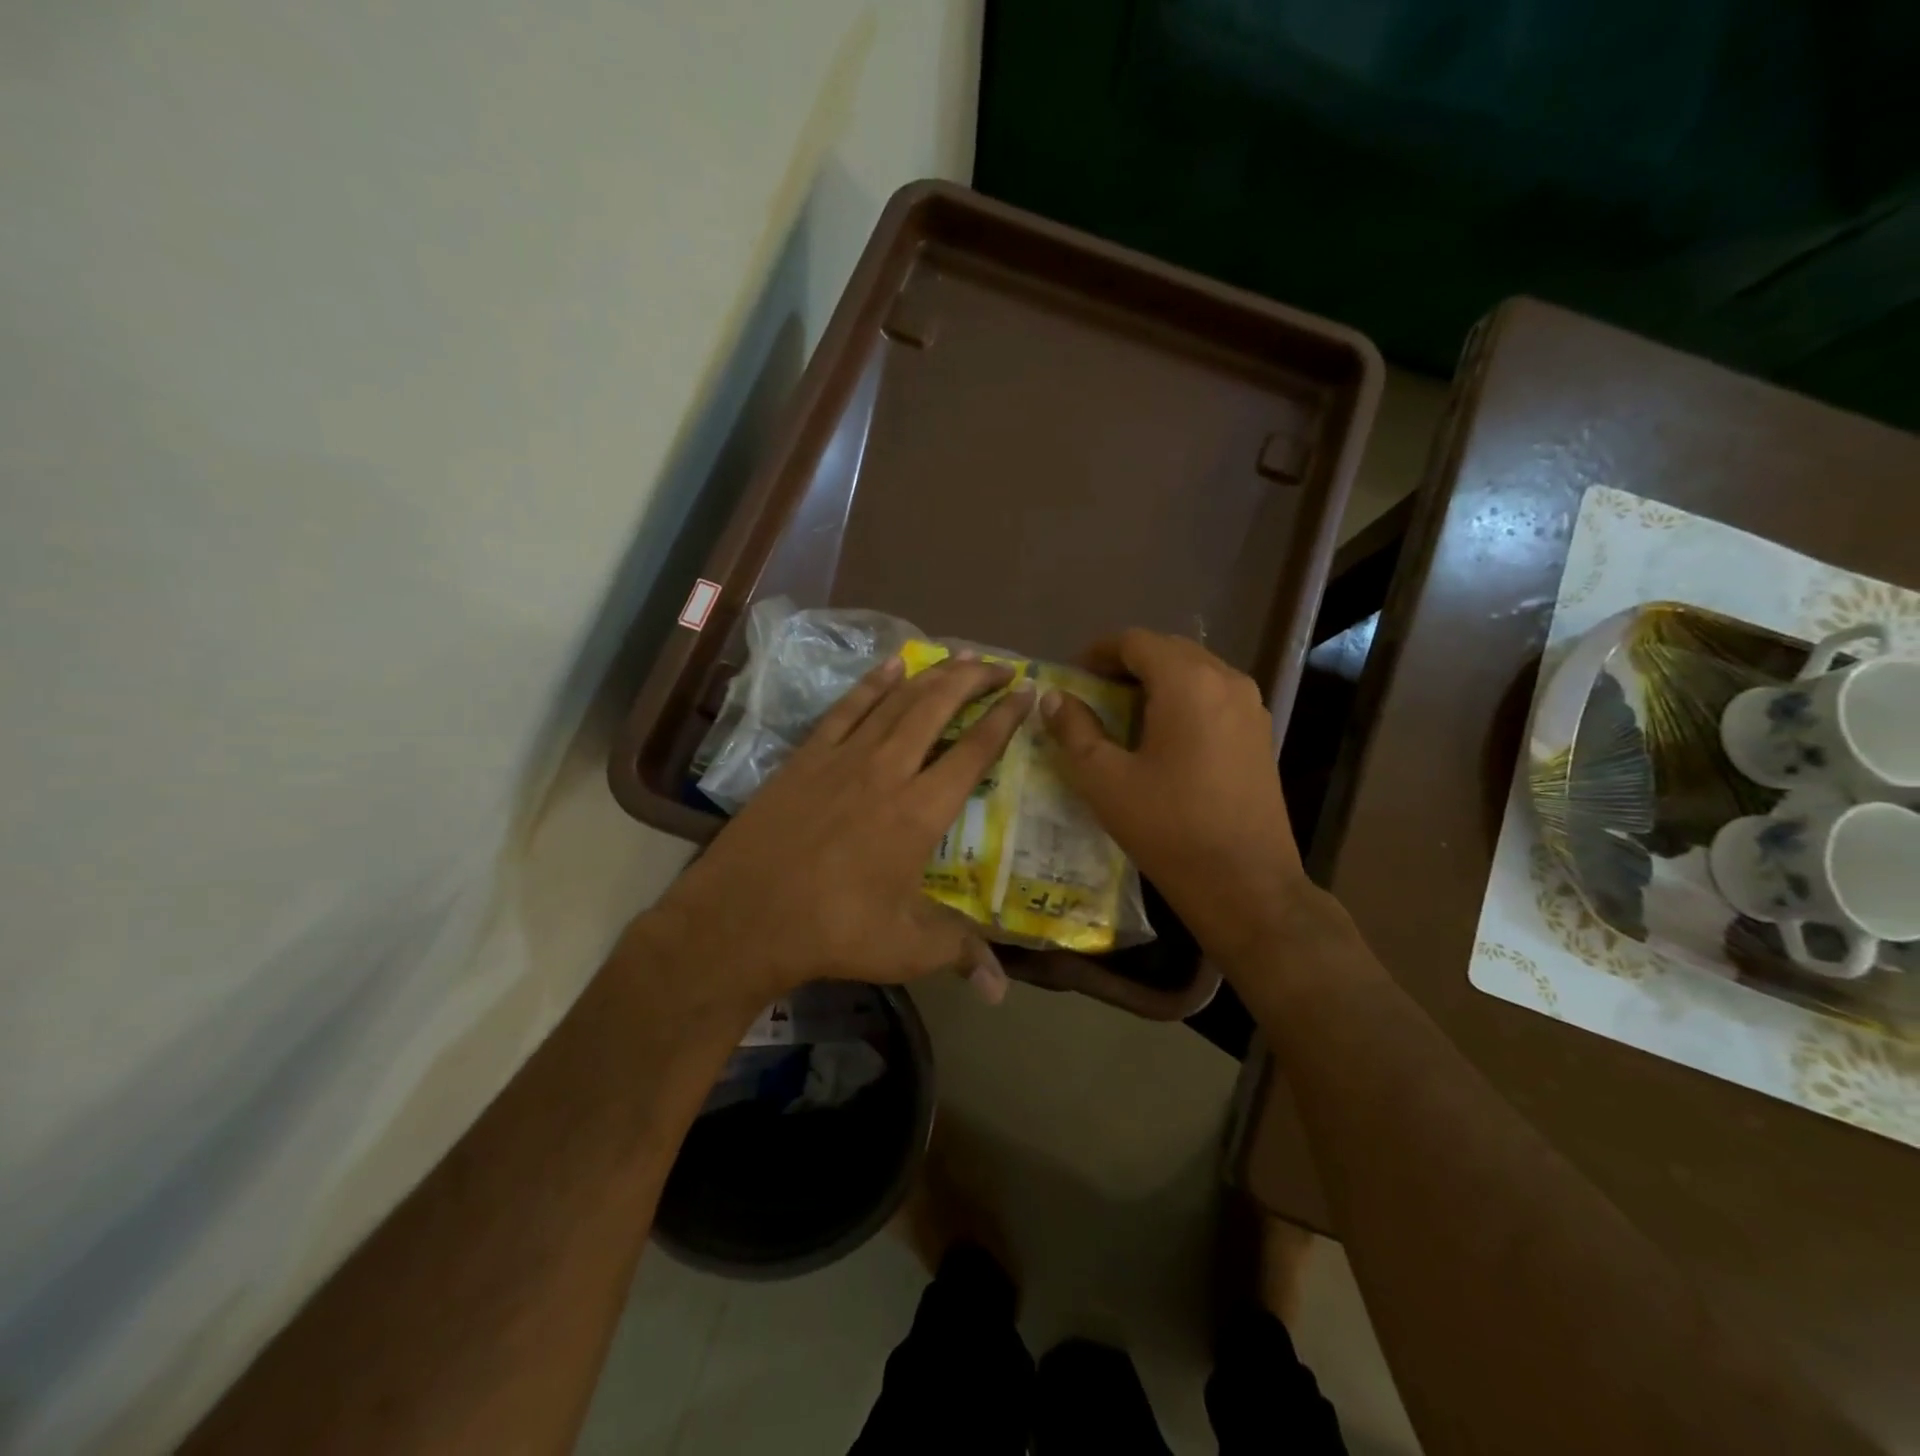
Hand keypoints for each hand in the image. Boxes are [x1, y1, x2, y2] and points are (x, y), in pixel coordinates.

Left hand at [641, 653, 1032, 1012]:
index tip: (1026, 693)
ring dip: (932, 674)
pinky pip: (847, 707)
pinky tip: (892, 666)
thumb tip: (1000, 988)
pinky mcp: (807, 756)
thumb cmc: (832, 931)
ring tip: (959, 657)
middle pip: (938, 707)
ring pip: (897, 699)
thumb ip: (958, 952)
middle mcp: (888, 770)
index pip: (975, 751)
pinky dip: (873, 682)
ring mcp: (844, 757)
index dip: (1004, 718)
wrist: (743, 916)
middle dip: (974, 679)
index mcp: (920, 811)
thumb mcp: (905, 948)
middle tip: (999, 665)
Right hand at [1040, 629, 1309, 971]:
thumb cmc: (1169, 828)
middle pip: (1169, 650)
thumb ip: (1074, 730)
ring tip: (1124, 711)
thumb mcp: (1104, 780)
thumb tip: (1054, 697)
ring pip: (1195, 671)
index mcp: (1187, 683)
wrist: (1246, 883)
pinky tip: (1163, 734)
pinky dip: (1183, 698)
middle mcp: (1225, 681)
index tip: (1074, 673)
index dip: (1100, 651)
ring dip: (1157, 679)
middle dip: (1128, 663)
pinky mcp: (1260, 733)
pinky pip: (1215, 695)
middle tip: (1094, 691)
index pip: (1137, 641)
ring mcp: (1250, 706)